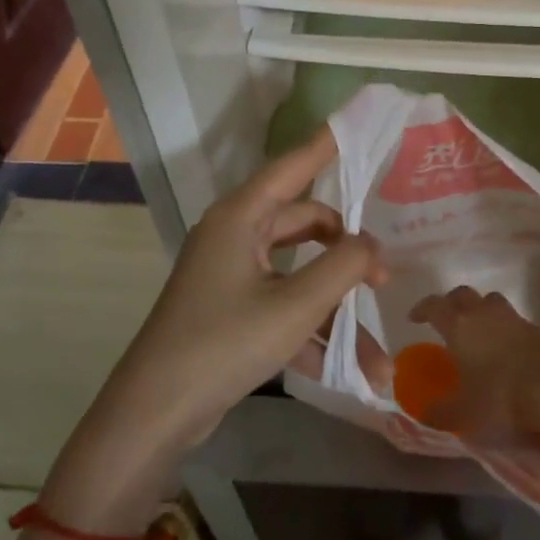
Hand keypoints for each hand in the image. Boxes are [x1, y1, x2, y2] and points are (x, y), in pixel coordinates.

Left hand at [97, 127, 386, 460]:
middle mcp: (234, 236)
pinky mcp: (231, 310)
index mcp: (241, 217)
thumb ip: (344, 267)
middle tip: (384, 277)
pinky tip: (349, 373)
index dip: (326, 145)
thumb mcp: (295, 305)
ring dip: (335, 310)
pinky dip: (312, 332)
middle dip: (347, 252)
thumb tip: (373, 244)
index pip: (292, 166)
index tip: (356, 124)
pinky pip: (282, 306)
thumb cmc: (224, 343)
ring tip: (379, 356)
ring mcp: (231, 275)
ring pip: (298, 275)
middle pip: (304, 223)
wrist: (154, 415)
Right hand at [409, 286, 539, 441]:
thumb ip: (440, 411)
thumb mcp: (463, 414)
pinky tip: (509, 348)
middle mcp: (485, 314)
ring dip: (482, 309)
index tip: (414, 318)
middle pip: (463, 294)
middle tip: (447, 318)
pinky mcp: (539, 330)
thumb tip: (424, 410)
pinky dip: (507, 329)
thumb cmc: (499, 399)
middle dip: (451, 303)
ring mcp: (515, 319)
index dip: (422, 308)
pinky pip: (516, 321)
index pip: (434, 305)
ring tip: (480, 329)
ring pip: (492, 301)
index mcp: (459, 327)